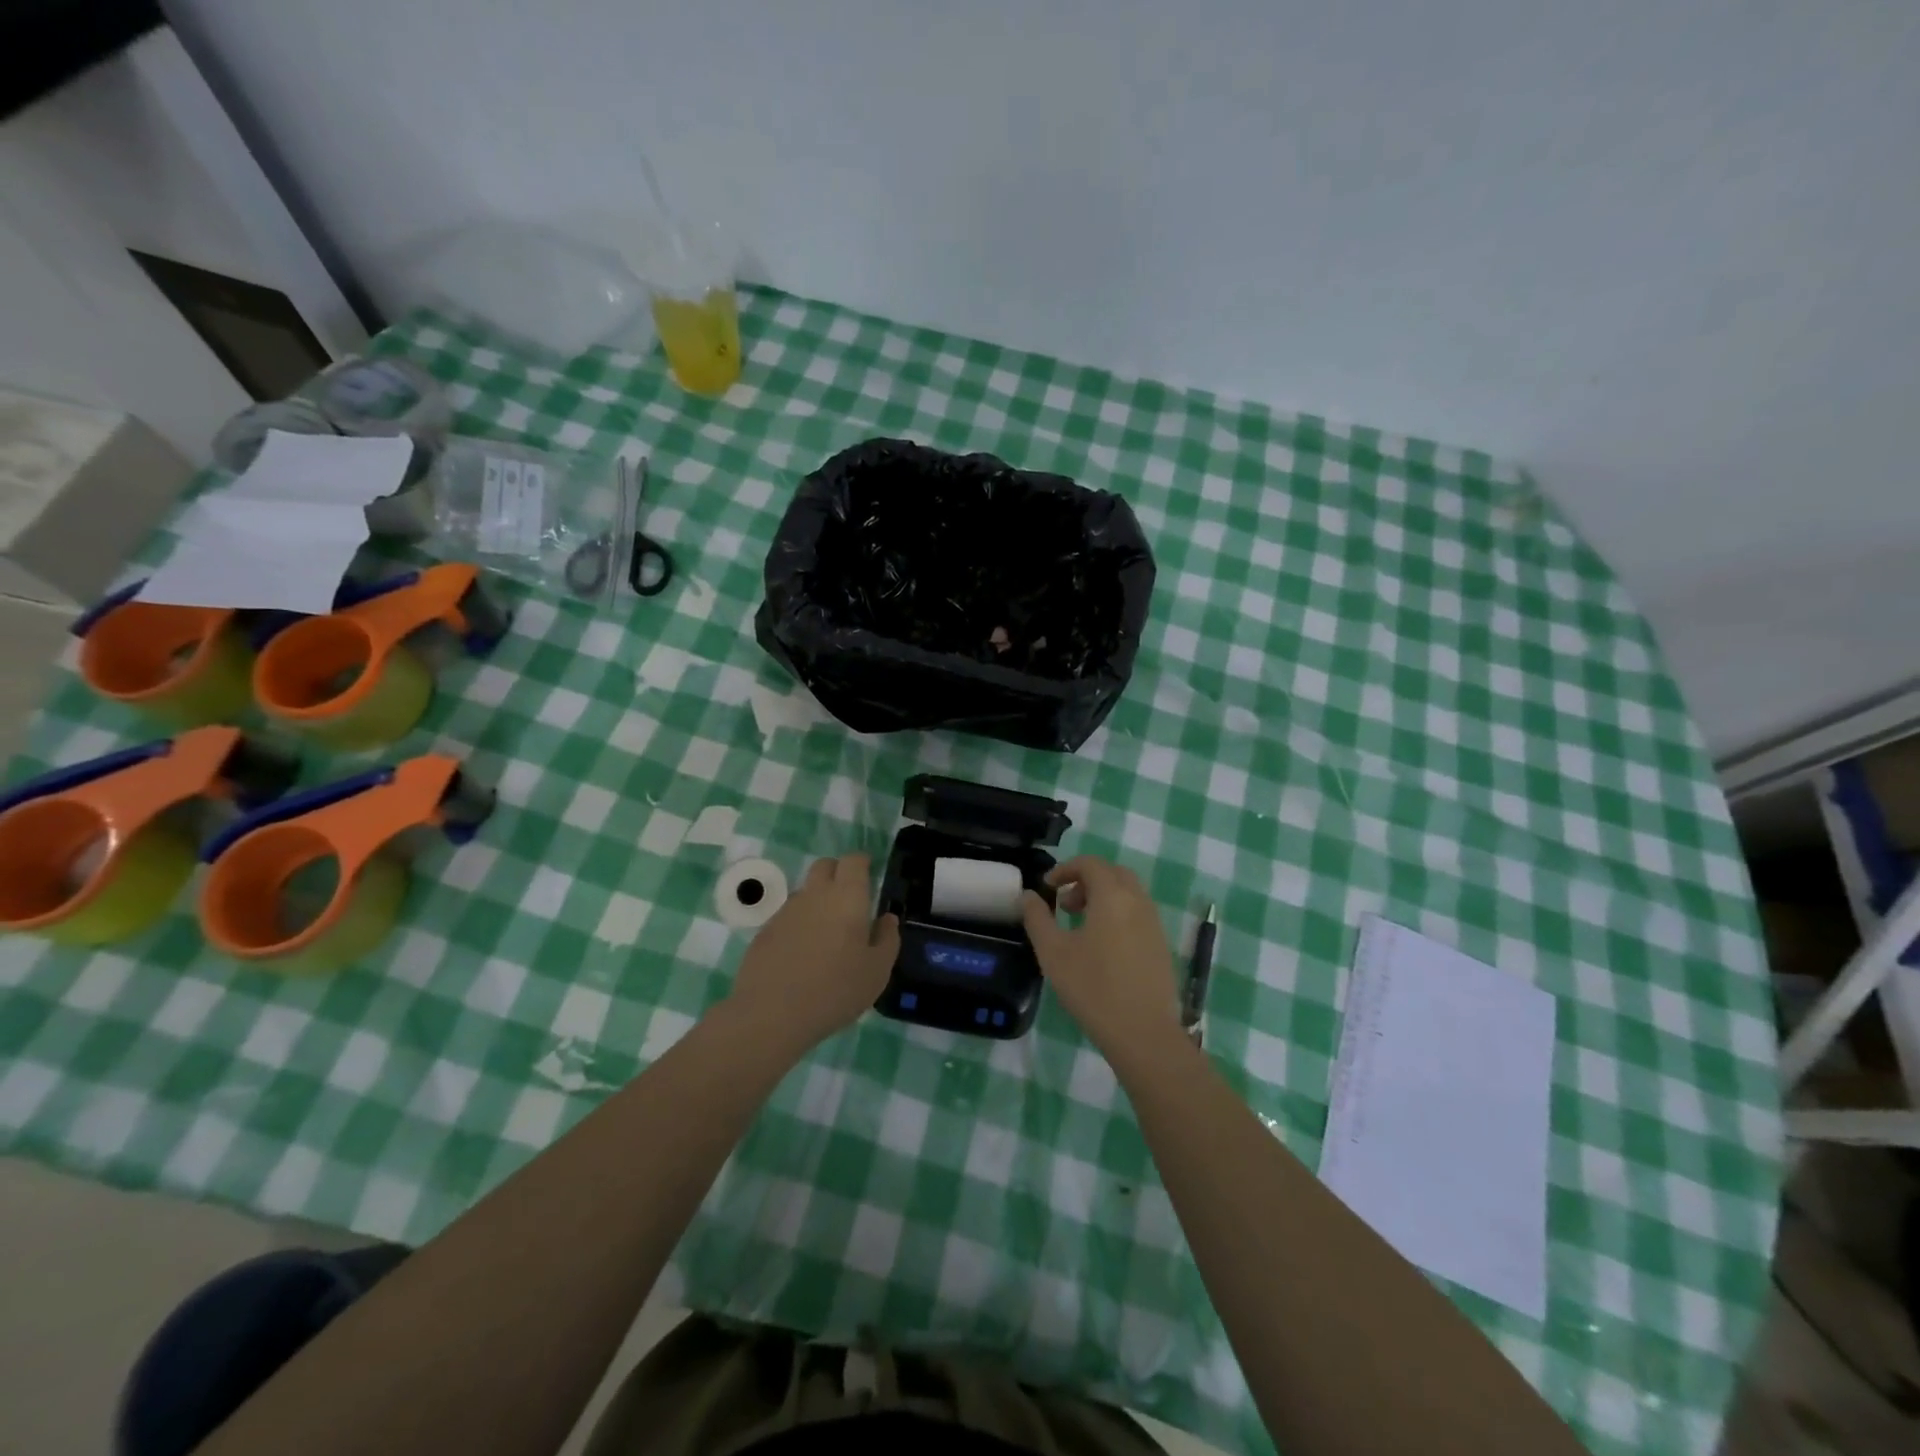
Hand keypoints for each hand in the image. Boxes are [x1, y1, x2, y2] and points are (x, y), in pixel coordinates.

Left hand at [727, 853, 899, 1052]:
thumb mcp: (877, 971)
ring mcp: (786, 912)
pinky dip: (799, 924)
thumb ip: (887, 939)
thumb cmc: (835, 990)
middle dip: (838, 873)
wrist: (771, 1015)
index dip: (862, 863)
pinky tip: (802, 954)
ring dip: (818, 901)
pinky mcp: (765, 931)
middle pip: (825, 866)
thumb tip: (887, 918)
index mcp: (847, 897)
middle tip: (850, 899)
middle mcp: (815, 895)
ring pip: (806, 892)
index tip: (870, 874)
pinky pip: (788, 917)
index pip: (853, 860)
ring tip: (827, 934)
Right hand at [1022, 856, 1182, 1063]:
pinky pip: (1138, 913)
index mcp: (1112, 896)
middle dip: (1086, 880)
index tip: (1048, 888)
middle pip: (1113, 873)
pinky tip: (1103, 947)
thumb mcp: (1053, 953)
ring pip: (1128, 893)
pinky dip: (1118, 914)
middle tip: (1065, 905)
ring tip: (1081, 926)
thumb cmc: (1093, 989)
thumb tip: (1028, 895)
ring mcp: (1154, 923)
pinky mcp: (1161, 945)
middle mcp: (1138, 901)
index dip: (1066, 869)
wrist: (1144, 1033)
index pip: (1090, 863)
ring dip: (1103, 897)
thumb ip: (1037, 918)